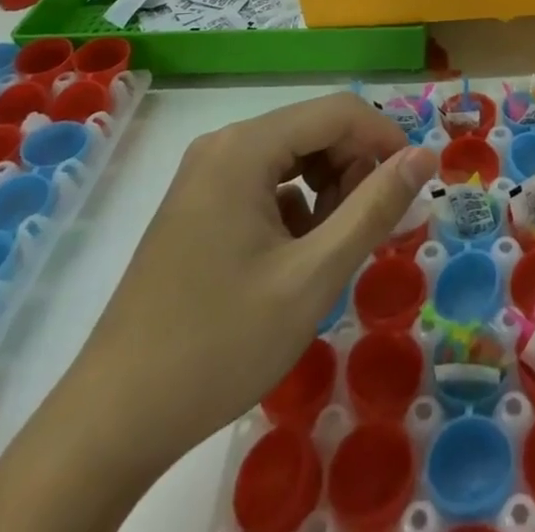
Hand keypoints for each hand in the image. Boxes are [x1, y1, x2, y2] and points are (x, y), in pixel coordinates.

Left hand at [0, 95, 438, 531]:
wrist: (110, 424)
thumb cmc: (219, 344)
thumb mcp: (312, 277)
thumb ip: (374, 208)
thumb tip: (425, 157)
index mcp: (245, 147)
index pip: (339, 111)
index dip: (386, 139)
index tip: (414, 186)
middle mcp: (223, 144)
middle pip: (314, 130)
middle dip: (354, 169)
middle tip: (372, 229)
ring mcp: (205, 174)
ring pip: (292, 157)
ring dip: (327, 190)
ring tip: (331, 248)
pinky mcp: (197, 205)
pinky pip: (264, 183)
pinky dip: (295, 208)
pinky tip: (293, 260)